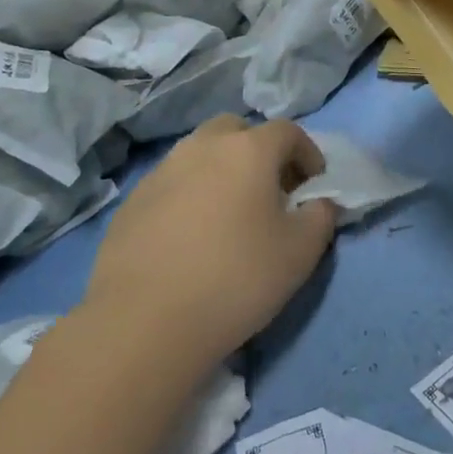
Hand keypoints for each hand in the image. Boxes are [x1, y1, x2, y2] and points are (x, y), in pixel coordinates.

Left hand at [83, 115, 336, 368]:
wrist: (143, 323)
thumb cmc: (235, 279)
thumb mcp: (300, 253)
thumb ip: (321, 217)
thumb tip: (319, 203)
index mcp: (248, 150)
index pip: (287, 132)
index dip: (307, 153)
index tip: (313, 185)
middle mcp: (202, 147)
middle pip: (237, 130)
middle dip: (258, 151)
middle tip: (269, 190)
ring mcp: (161, 171)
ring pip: (199, 154)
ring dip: (221, 171)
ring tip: (229, 214)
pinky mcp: (131, 202)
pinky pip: (171, 184)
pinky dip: (189, 196)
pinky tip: (190, 237)